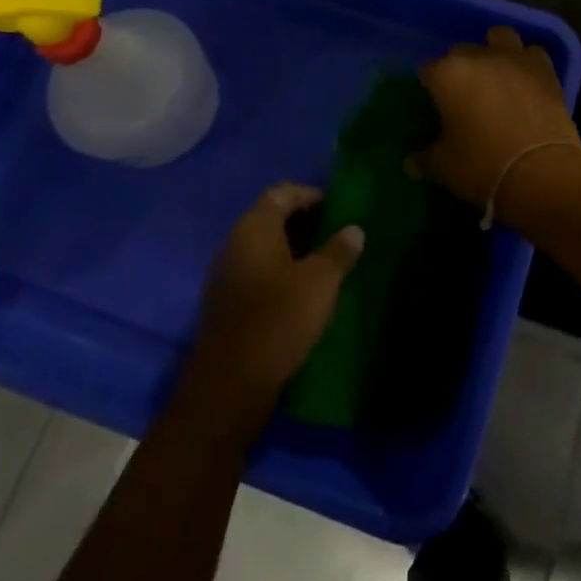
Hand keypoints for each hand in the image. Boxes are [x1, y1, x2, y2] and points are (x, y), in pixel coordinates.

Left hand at [186, 183, 363, 411]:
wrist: (229, 388)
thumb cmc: (278, 320)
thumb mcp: (320, 282)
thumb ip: (338, 251)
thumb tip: (354, 229)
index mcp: (254, 228)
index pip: (282, 192)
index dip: (311, 195)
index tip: (339, 208)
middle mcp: (234, 243)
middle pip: (272, 218)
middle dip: (305, 222)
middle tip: (338, 235)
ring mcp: (226, 275)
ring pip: (265, 248)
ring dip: (295, 249)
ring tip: (327, 263)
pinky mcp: (226, 304)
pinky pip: (258, 272)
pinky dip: (281, 273)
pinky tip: (303, 293)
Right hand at [415, 27, 580, 228]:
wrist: (541, 172)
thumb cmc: (481, 166)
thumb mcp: (443, 167)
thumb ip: (424, 158)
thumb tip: (411, 163)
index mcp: (447, 74)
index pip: (427, 70)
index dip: (428, 87)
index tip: (431, 105)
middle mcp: (479, 57)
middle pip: (461, 52)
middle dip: (459, 69)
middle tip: (462, 96)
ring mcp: (515, 59)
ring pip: (500, 38)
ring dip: (494, 50)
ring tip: (495, 76)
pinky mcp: (545, 70)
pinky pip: (532, 54)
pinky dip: (527, 64)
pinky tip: (525, 82)